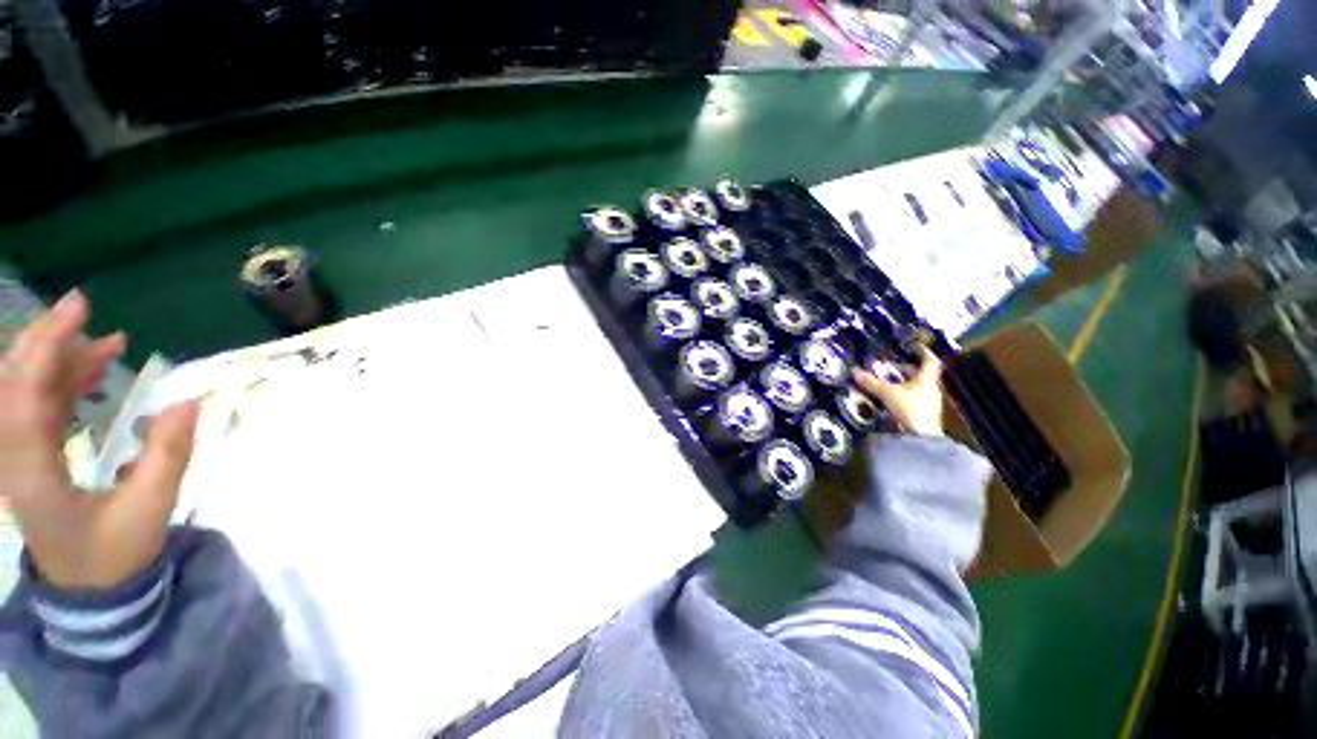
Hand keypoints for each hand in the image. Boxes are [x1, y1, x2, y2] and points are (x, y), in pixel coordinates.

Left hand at [1, 289, 198, 589]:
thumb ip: (167, 456)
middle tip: (82, 310)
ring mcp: (19, 459)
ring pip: (23, 391)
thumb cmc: (115, 557)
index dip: (46, 347)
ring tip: (107, 342)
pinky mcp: (32, 458)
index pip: (23, 397)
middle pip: (11, 385)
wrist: (90, 593)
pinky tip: (92, 371)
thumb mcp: (149, 511)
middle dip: (43, 341)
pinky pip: (38, 406)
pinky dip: (62, 381)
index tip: (80, 310)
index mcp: (32, 475)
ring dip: (58, 359)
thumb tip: (187, 403)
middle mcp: (14, 459)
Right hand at [853, 346, 943, 436]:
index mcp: (926, 379)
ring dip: (902, 383)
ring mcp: (927, 402)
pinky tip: (890, 398)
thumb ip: (872, 383)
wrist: (922, 438)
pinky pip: (912, 399)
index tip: (914, 347)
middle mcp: (930, 389)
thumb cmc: (910, 409)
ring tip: (886, 382)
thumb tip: (856, 372)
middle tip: (890, 367)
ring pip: (916, 387)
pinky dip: (902, 395)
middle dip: (905, 369)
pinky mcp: (922, 414)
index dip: (923, 352)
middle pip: (920, 375)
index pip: (929, 361)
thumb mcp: (888, 393)